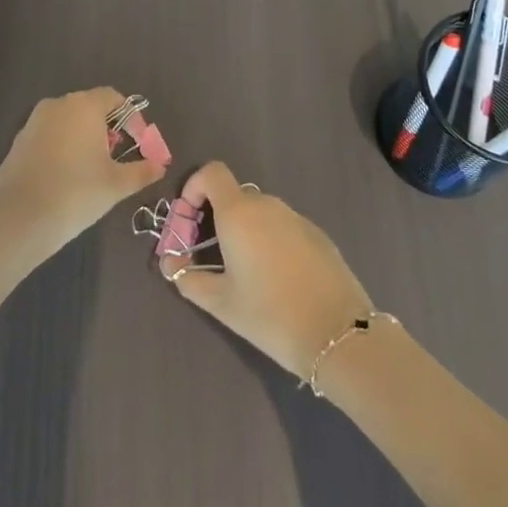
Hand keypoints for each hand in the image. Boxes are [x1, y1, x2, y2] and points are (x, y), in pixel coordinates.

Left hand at [0, 88, 167, 272]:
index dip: (132, 119)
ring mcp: (34, 121)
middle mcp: (58, 104)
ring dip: (85, 138)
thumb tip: (160, 165)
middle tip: (118, 158)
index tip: (140, 144)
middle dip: (108, 128)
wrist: (17, 218)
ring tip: (94, 170)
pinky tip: (67, 177)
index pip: (114, 98)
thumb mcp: (116, 184)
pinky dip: (64, 148)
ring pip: (68, 122)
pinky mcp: (19, 141)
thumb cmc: (76, 193)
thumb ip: (142, 171)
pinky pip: (50, 135)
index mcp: (84, 105)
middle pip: (90, 107)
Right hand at [165, 162, 373, 380]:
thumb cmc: (269, 314)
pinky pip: (283, 227)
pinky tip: (278, 279)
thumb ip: (189, 279)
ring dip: (244, 231)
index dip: (194, 188)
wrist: (337, 333)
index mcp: (239, 213)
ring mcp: (296, 217)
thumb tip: (170, 265)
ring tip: (244, 273)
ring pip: (260, 213)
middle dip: (216, 217)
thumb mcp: (221, 303)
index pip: (212, 173)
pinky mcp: (317, 234)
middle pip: (234, 196)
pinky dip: (270, 241)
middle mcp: (267, 205)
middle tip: (211, 256)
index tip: (189, 220)